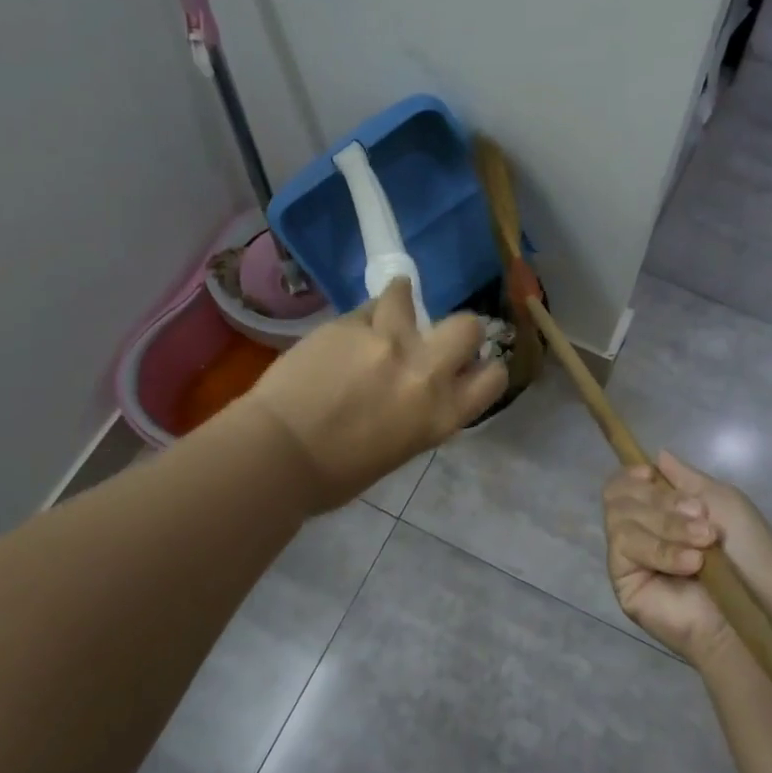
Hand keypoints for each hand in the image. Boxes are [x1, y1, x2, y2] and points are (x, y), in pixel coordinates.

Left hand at [246, 278, 506, 511]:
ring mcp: (387, 341)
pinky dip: (360, 319)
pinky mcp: (349, 324)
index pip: (493, 377)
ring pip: (407, 298)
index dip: (484, 368)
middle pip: (468, 326)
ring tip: (387, 310)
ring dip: (400, 301)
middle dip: (459, 328)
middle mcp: (425, 372)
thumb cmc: (336, 474)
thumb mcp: (399, 449)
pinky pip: (364, 310)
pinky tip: (343, 336)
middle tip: (434, 336)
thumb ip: (419, 412)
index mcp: (441, 415)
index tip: (469, 367)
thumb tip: (418, 390)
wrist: (278, 454)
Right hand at [601, 452, 771, 663]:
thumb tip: (657, 455)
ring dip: (666, 525)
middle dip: (661, 502)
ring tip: (703, 543)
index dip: (630, 475)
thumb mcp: (722, 502)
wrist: (758, 607)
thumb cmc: (748, 554)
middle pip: (617, 497)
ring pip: (619, 520)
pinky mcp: (624, 583)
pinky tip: (691, 563)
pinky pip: (624, 549)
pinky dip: (660, 550)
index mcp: (657, 512)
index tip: (651, 475)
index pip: (621, 486)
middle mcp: (638, 532)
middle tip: (700, 517)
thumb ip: (686, 478)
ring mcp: (627, 559)